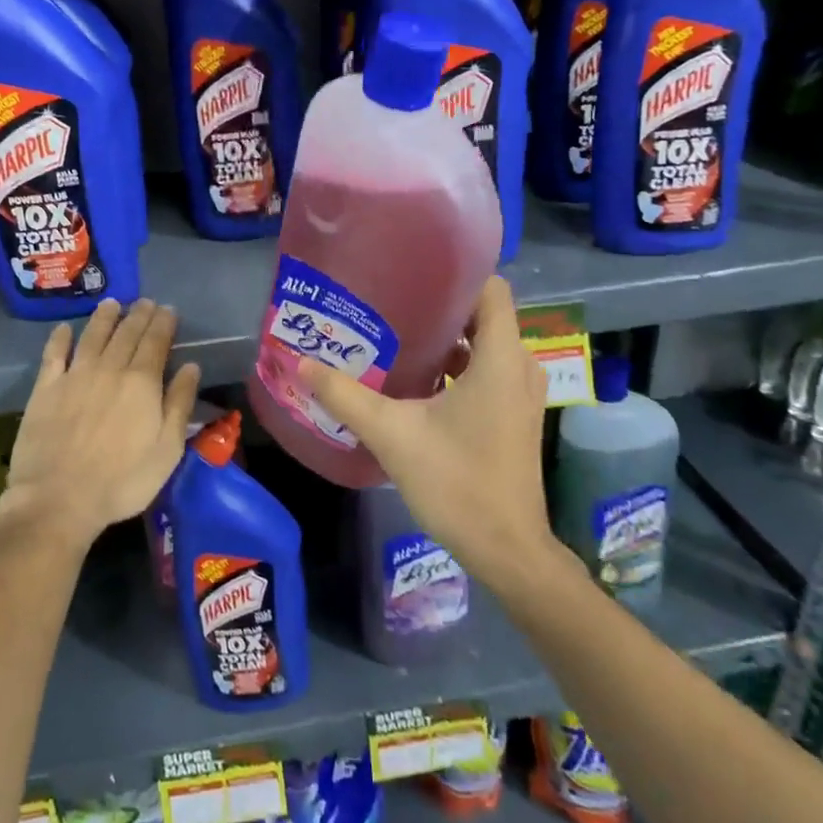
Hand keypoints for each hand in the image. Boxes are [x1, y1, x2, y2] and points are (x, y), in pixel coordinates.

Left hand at [0, 298, 201, 550]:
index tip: (168, 310)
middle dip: (139, 315)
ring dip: (104, 317)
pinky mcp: (46, 389)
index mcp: (142, 382)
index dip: (163, 323)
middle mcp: (109, 369)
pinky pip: (53, 355)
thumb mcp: (167, 449)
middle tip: (145, 302)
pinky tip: (64, 329)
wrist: (59, 499)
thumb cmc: (123, 481)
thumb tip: (190, 366)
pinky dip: (59, 338)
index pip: (156, 342)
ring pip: (92, 336)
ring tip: (112, 304)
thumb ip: (179, 404)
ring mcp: (74, 376)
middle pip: (126, 333)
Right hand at [298, 276, 570, 585]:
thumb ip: (345, 396)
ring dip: (446, 338)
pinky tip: (415, 378)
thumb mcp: (392, 434)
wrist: (506, 549)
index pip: (491, 288)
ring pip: (483, 345)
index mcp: (500, 358)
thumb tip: (301, 363)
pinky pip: (486, 371)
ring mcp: (520, 393)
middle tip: (389, 302)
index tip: (412, 272)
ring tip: (395, 334)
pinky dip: (456, 366)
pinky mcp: (514, 416)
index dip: (456, 274)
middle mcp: (519, 367)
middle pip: (483, 315)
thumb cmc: (456, 482)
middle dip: (439, 305)